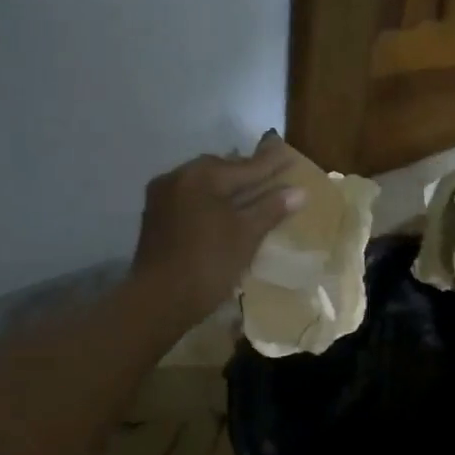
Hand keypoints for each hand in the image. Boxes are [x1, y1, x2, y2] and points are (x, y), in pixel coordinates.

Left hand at [131, 133, 304, 324]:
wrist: (158, 300)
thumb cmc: (208, 265)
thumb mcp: (246, 236)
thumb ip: (271, 209)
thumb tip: (299, 191)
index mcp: (202, 176)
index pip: (246, 166)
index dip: (271, 163)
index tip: (290, 154)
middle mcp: (178, 177)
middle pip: (221, 169)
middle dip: (247, 173)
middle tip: (271, 175)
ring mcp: (162, 196)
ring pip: (204, 184)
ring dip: (227, 188)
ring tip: (251, 194)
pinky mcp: (156, 216)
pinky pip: (190, 198)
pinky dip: (210, 201)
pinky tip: (224, 212)